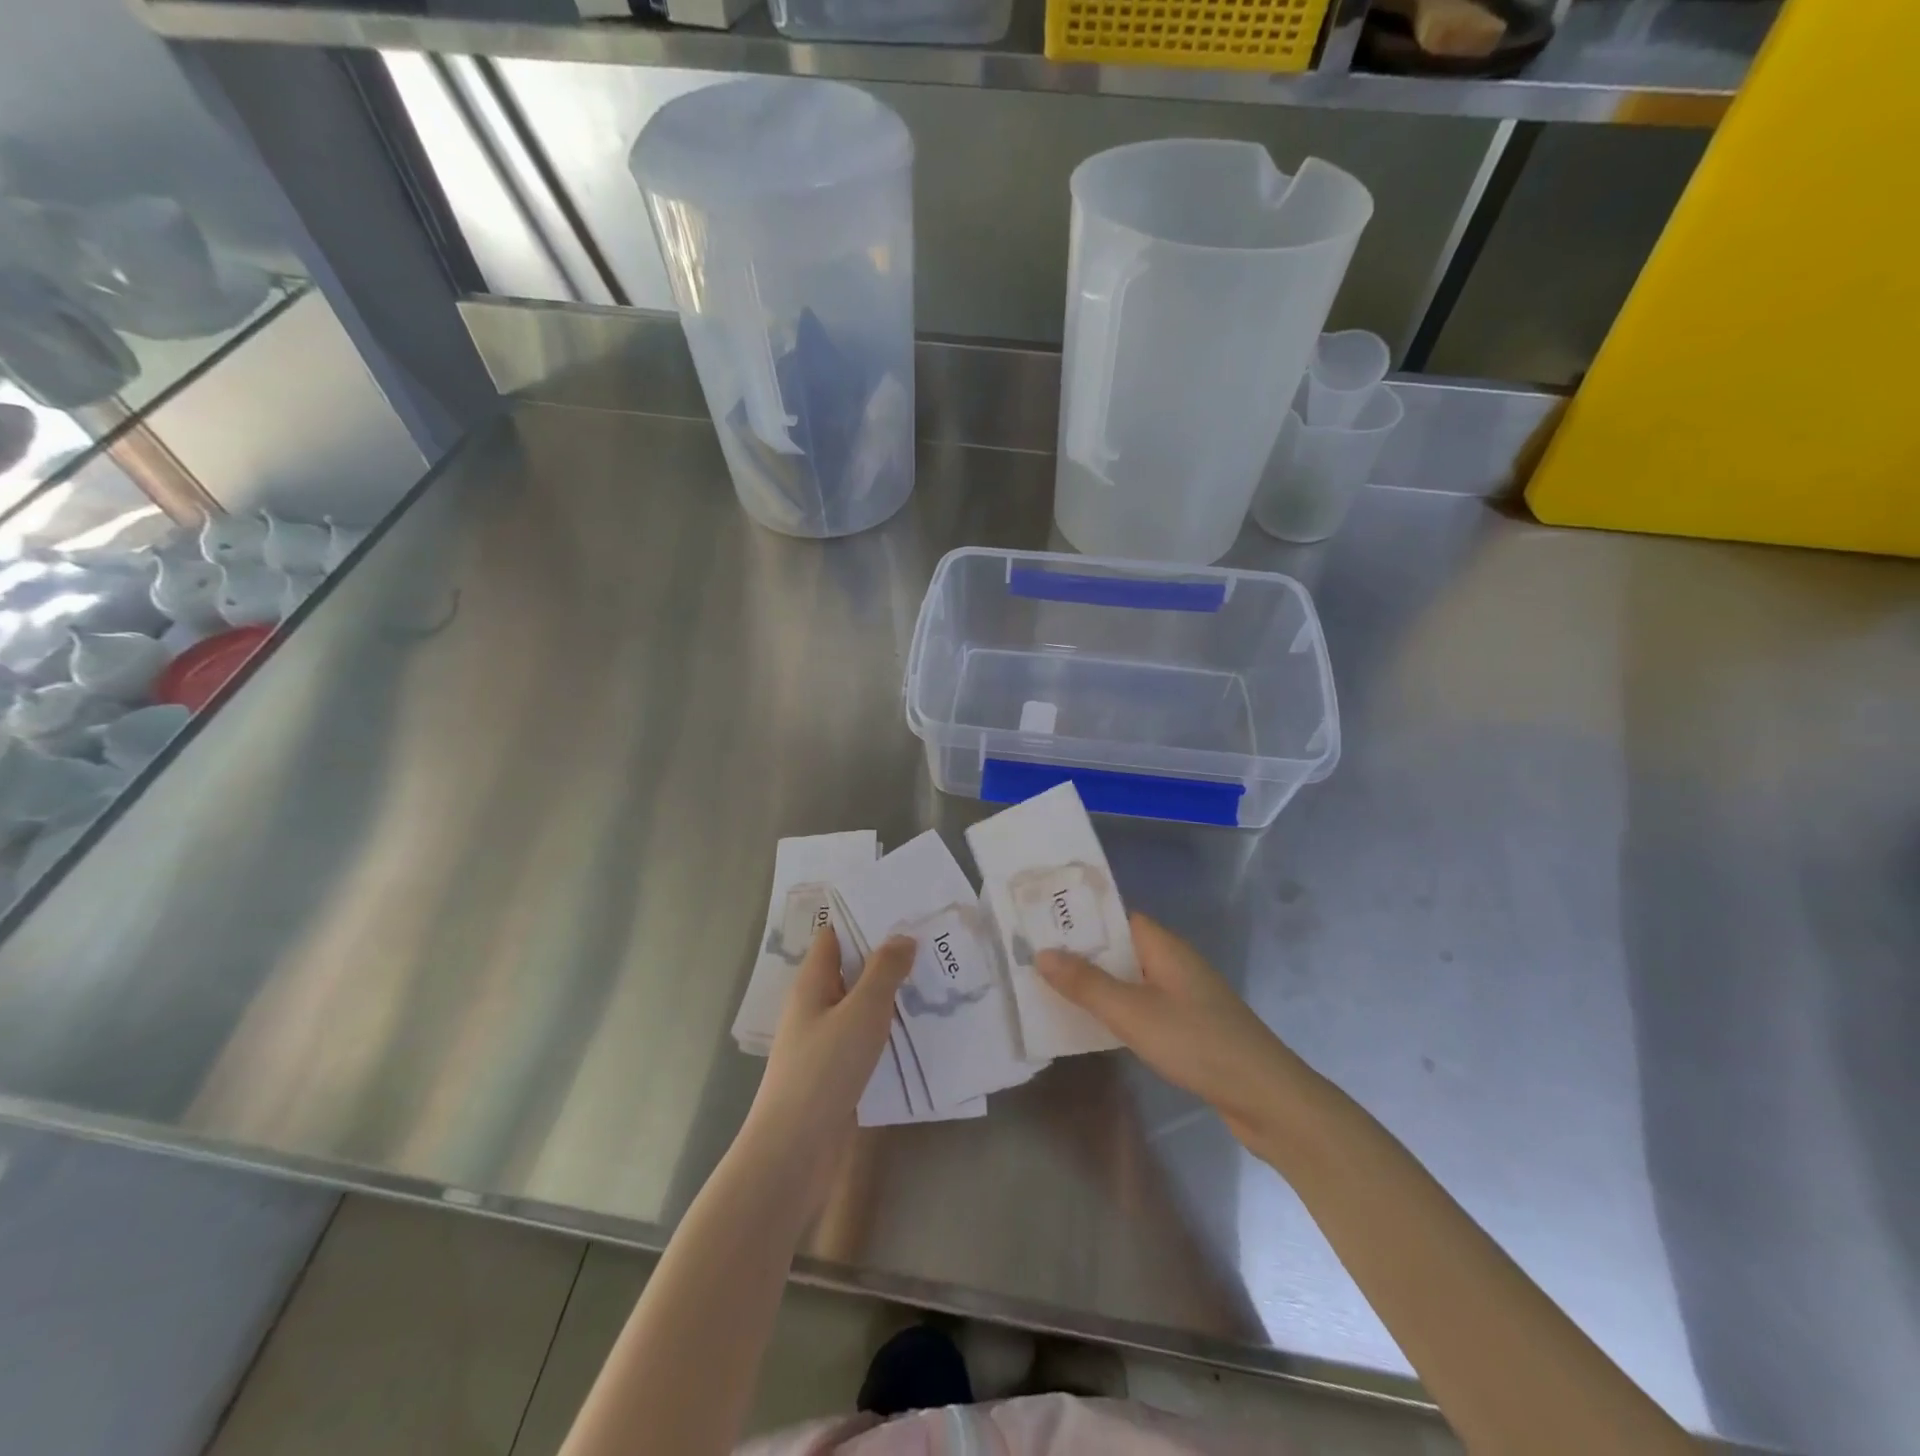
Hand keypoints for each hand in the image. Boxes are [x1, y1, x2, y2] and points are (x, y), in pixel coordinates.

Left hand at [742, 928, 912, 1180]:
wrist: (793, 1151)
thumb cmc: (824, 1070)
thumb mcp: (861, 1013)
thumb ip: (883, 972)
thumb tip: (902, 937)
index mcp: (812, 983)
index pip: (834, 936)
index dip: (863, 920)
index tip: (902, 910)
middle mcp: (815, 1006)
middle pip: (850, 969)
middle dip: (886, 956)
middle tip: (931, 943)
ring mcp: (823, 1040)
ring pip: (860, 1005)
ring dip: (891, 994)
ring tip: (935, 981)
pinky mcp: (835, 1071)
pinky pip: (865, 1037)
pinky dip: (888, 1029)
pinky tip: (920, 1031)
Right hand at [1037, 914, 1321, 1151]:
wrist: (1266, 1097)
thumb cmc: (1197, 1043)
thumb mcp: (1133, 1012)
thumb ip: (1086, 984)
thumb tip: (1042, 953)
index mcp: (1163, 946)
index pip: (1115, 916)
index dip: (1079, 917)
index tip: (1039, 922)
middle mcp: (1173, 962)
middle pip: (1119, 947)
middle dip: (1080, 952)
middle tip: (1032, 956)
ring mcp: (1183, 994)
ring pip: (1129, 978)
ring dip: (1096, 983)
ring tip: (1049, 988)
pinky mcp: (1188, 1025)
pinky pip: (1141, 1005)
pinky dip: (1116, 1008)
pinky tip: (1092, 1024)